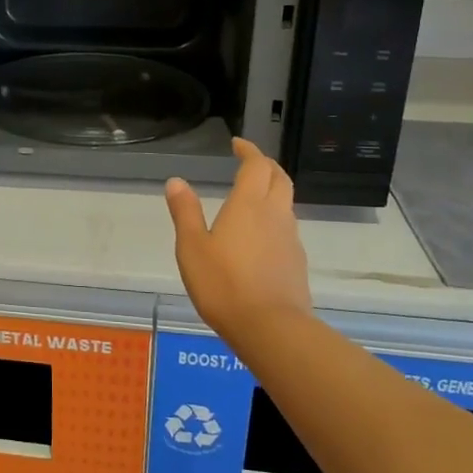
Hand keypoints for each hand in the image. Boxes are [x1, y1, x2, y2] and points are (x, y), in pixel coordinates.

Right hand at [165, 139, 312, 343]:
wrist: (271, 328)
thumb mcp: (192, 247)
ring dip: (272, 191)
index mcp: (248, 205)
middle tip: (250, 163)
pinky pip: (287, 228)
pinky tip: (260, 236)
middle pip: (279, 178)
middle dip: (266, 165)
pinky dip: (274, 219)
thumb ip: (185, 212)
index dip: (249, 151)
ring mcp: (290, 239)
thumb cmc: (223, 284)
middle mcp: (274, 214)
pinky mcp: (296, 262)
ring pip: (286, 203)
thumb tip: (176, 181)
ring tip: (252, 198)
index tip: (238, 144)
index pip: (256, 165)